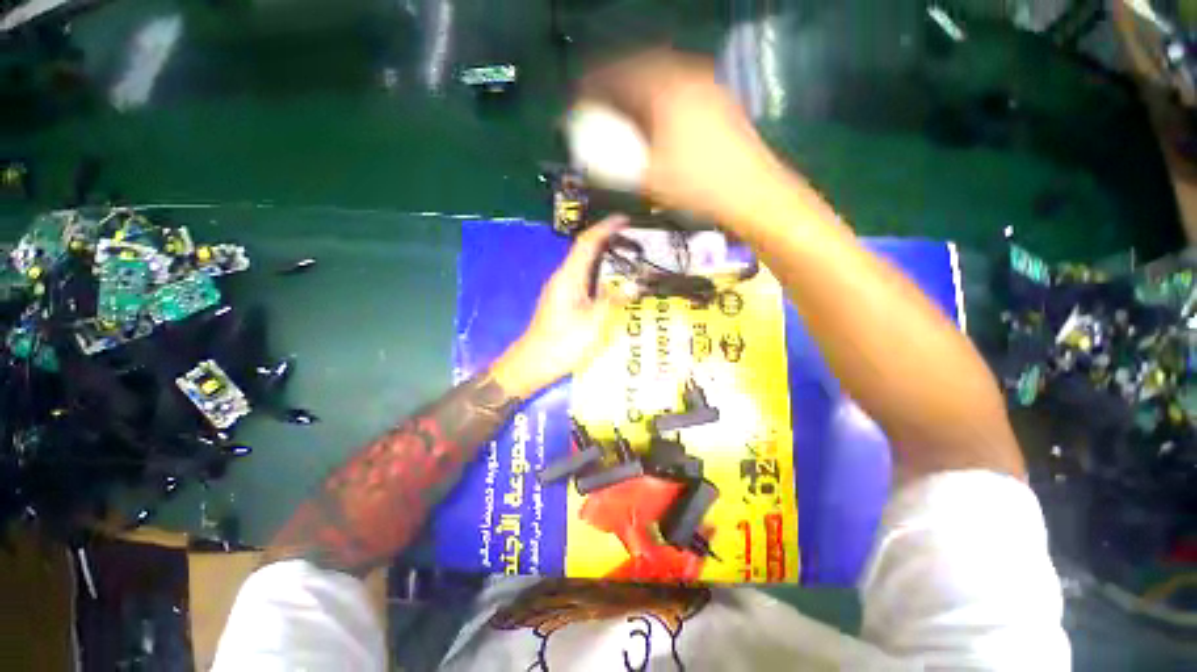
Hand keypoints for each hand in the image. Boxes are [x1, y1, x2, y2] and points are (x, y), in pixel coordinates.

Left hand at [491, 216, 628, 397]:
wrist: (534, 363)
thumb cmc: (563, 342)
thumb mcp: (594, 323)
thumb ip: (614, 301)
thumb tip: (634, 285)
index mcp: (569, 277)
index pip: (587, 243)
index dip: (605, 228)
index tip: (624, 219)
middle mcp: (562, 278)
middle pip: (584, 251)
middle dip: (607, 240)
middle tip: (632, 239)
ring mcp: (560, 289)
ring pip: (583, 265)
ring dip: (603, 257)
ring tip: (626, 257)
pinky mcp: (562, 301)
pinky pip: (583, 279)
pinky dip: (598, 274)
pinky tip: (611, 283)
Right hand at [579, 51, 781, 223]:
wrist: (751, 191)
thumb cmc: (697, 186)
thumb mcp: (649, 179)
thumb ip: (617, 164)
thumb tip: (593, 156)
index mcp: (664, 91)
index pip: (619, 74)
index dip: (594, 84)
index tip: (580, 96)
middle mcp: (687, 76)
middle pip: (641, 67)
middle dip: (616, 82)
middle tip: (602, 101)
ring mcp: (708, 85)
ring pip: (663, 75)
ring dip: (640, 87)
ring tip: (627, 109)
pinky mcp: (721, 99)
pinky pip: (682, 85)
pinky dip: (662, 95)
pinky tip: (659, 117)